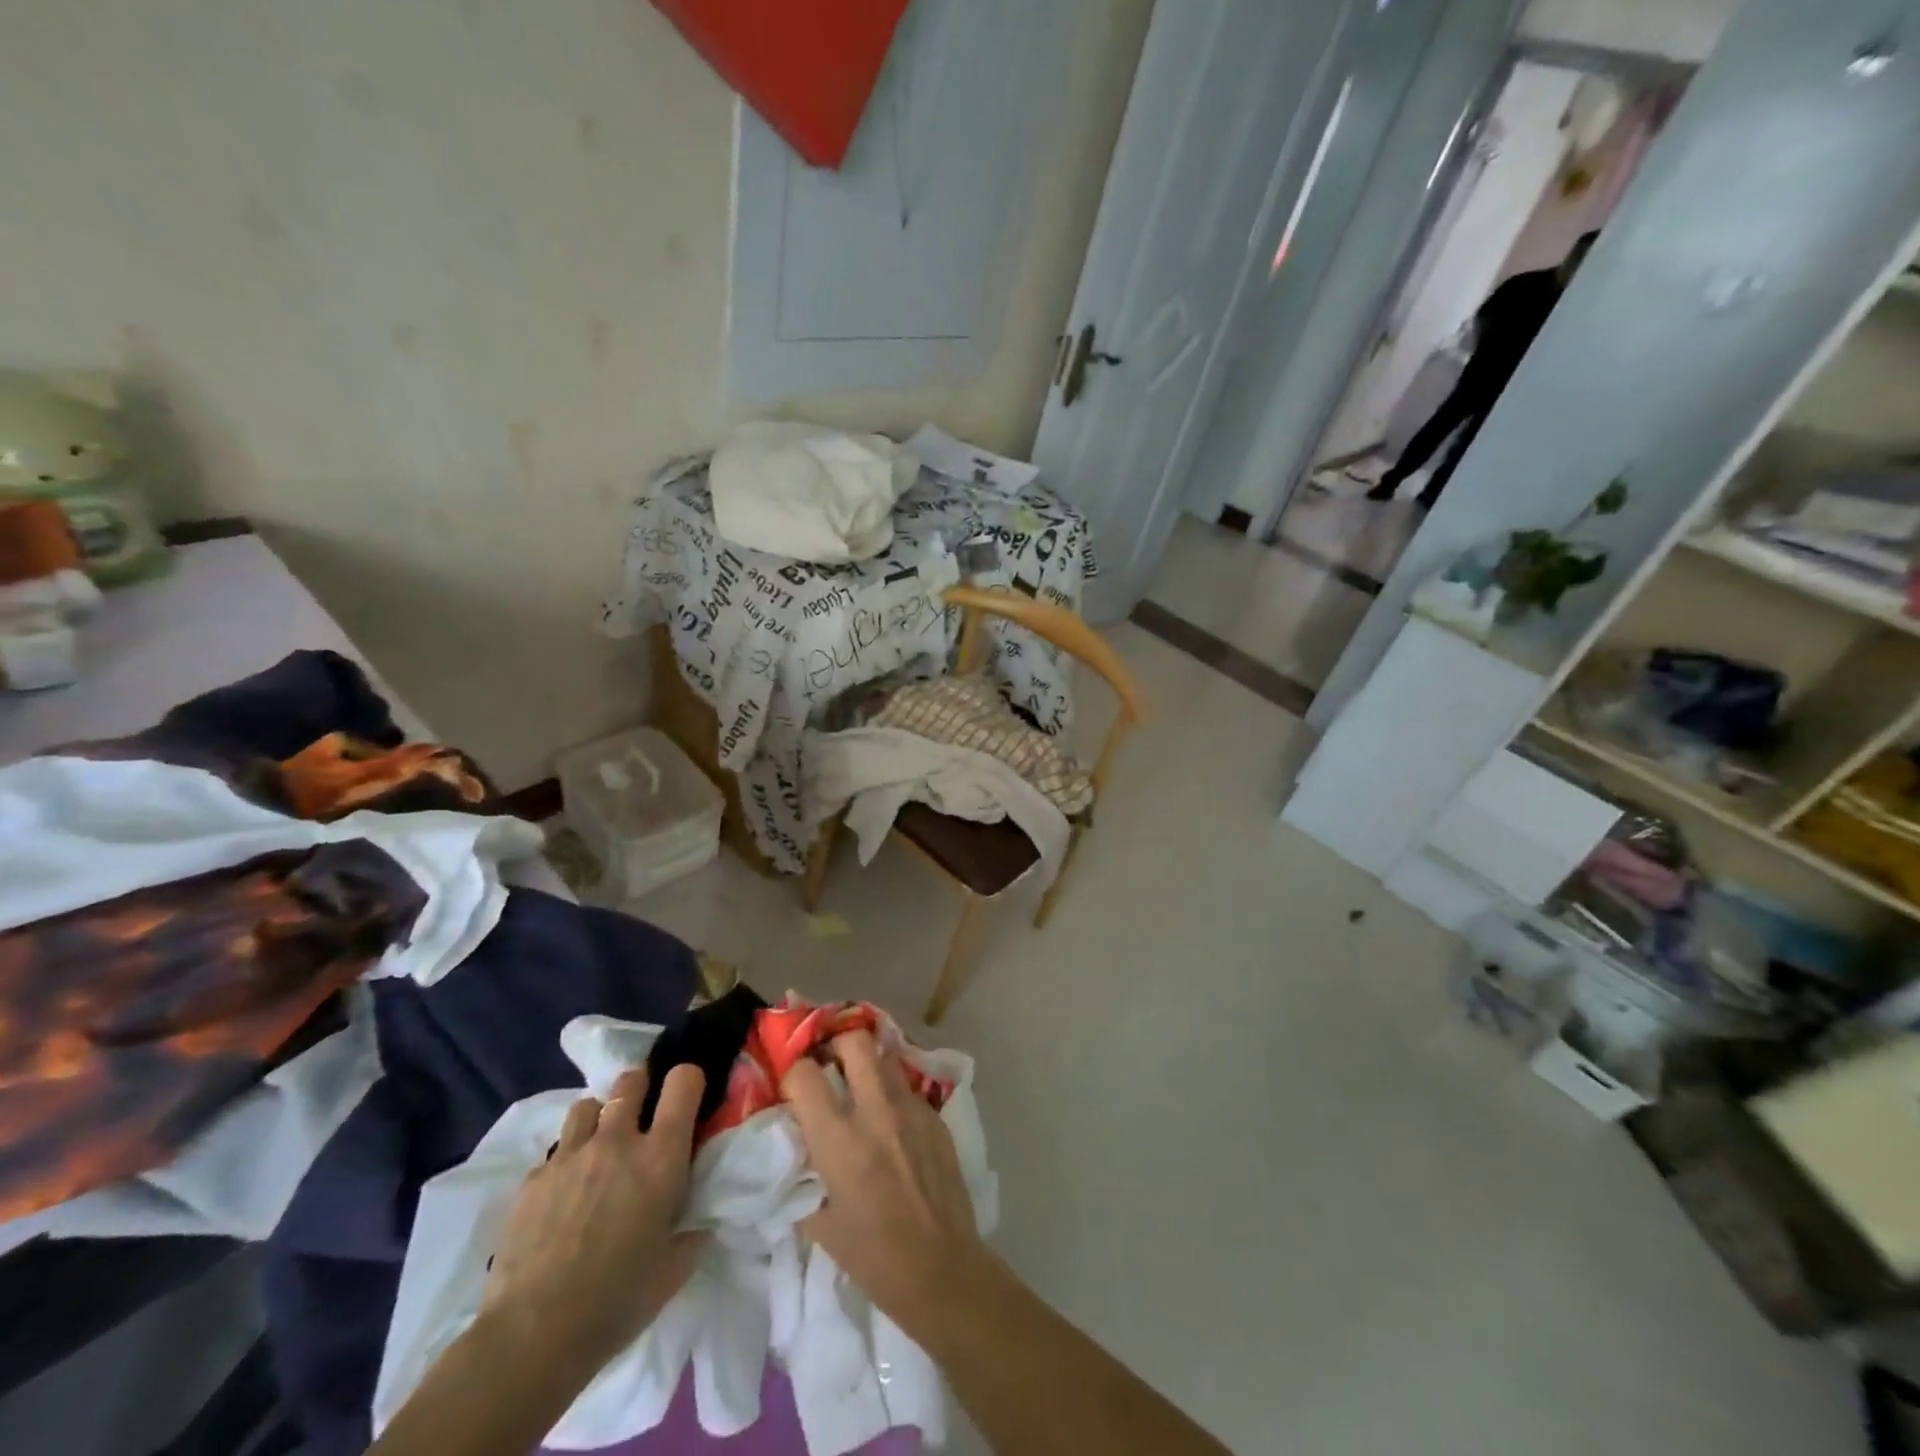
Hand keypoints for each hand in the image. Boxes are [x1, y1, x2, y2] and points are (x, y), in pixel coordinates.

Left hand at [478, 1063, 706, 1380]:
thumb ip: (692, 1230)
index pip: (684, 1081)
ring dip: (599, 1119)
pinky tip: (562, 1197)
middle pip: (631, 1080)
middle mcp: (617, 1141)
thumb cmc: (617, 1301)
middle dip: (640, 1089)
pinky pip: (554, 1152)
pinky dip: (565, 1163)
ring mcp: (569, 1156)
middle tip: (642, 1117)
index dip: (688, 1081)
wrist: (531, 1337)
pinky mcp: (532, 1180)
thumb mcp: (675, 1267)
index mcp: (661, 1155)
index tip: (687, 1100)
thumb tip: (698, 1221)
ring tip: (599, 1149)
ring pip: (587, 1105)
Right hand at [783, 1031, 989, 1336]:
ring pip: (886, 1057)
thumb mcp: (822, 1226)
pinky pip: (908, 1088)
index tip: (791, 1083)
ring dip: (868, 1063)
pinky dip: (893, 1092)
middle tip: (829, 1062)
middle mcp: (876, 1112)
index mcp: (840, 1140)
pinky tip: (892, 1119)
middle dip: (837, 1043)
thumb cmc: (874, 1257)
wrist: (941, 1269)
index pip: (805, 1074)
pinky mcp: (935, 1117)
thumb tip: (797, 1156)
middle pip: (855, 1042)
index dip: (793, 1071)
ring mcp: (911, 1110)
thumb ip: (805, 1181)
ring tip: (860, 1083)